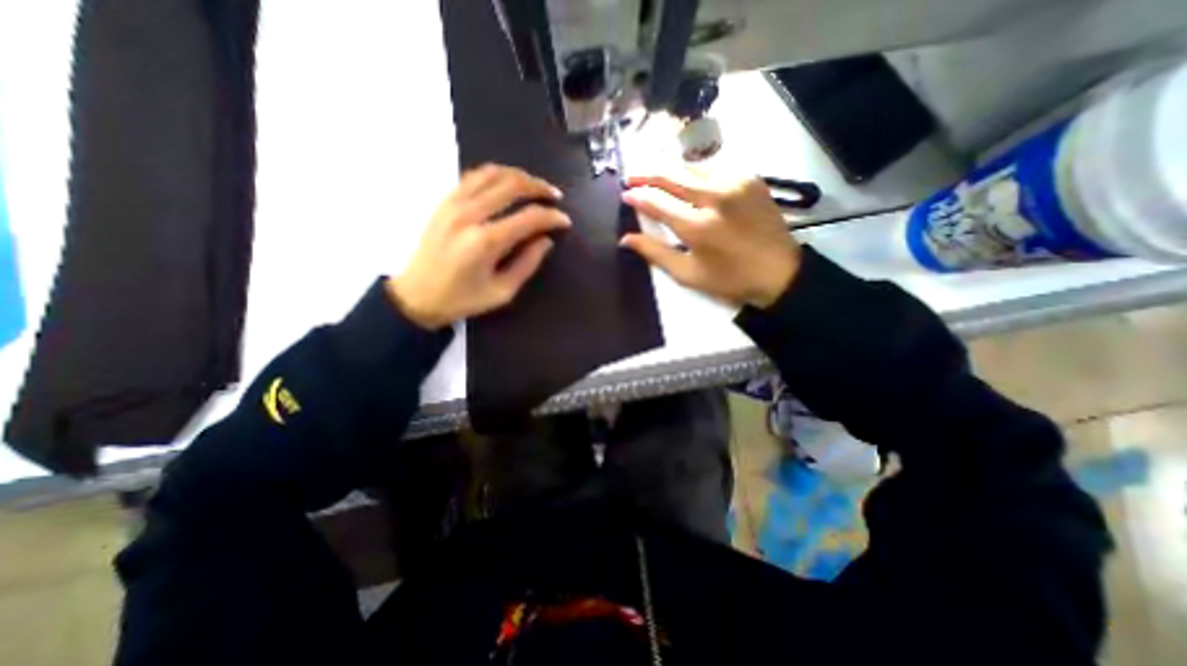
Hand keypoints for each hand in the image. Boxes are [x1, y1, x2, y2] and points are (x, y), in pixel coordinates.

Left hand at [388, 163, 572, 329]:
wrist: (416, 296)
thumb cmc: (462, 299)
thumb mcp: (502, 292)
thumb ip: (527, 264)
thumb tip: (546, 241)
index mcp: (485, 242)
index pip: (528, 218)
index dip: (552, 217)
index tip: (565, 221)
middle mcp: (469, 215)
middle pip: (511, 185)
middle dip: (539, 187)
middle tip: (555, 195)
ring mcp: (453, 203)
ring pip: (492, 173)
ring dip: (518, 175)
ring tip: (534, 185)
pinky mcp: (444, 201)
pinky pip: (473, 176)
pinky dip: (495, 175)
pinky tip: (506, 184)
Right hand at [618, 173, 800, 309]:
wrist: (779, 272)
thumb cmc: (729, 279)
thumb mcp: (687, 274)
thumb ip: (655, 253)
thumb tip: (626, 239)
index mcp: (697, 226)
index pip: (658, 203)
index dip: (638, 197)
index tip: (625, 194)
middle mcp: (715, 197)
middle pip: (673, 176)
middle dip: (648, 174)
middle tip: (632, 176)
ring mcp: (736, 183)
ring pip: (693, 169)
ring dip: (672, 172)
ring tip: (657, 176)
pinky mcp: (751, 179)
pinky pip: (715, 169)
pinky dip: (697, 174)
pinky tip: (689, 181)